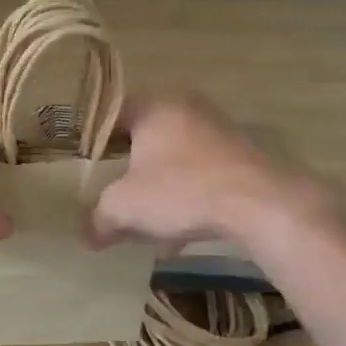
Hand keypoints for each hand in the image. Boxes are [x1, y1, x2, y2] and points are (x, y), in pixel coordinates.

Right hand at [86, 94, 319, 252]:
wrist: (259, 204)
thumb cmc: (180, 191)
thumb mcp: (124, 207)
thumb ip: (99, 219)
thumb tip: (87, 237)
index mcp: (154, 108)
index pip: (112, 114)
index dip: (95, 139)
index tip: (86, 165)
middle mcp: (187, 109)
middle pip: (145, 137)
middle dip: (128, 168)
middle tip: (114, 192)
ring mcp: (219, 131)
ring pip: (175, 158)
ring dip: (158, 186)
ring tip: (146, 220)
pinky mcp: (243, 156)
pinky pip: (201, 174)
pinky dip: (186, 196)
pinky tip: (179, 233)